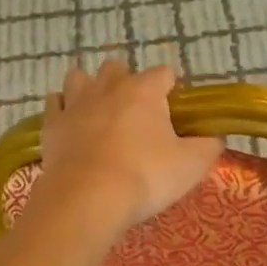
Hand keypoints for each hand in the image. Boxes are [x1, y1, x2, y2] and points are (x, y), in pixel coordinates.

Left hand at [35, 60, 222, 233]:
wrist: (87, 198)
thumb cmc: (145, 176)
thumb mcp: (191, 166)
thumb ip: (207, 147)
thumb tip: (214, 137)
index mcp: (144, 90)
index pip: (163, 74)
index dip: (171, 88)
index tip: (175, 110)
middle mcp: (109, 87)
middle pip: (117, 67)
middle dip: (126, 81)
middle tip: (135, 112)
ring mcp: (75, 103)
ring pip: (79, 77)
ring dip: (89, 86)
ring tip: (98, 108)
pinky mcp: (52, 125)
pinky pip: (54, 103)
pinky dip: (62, 107)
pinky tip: (69, 120)